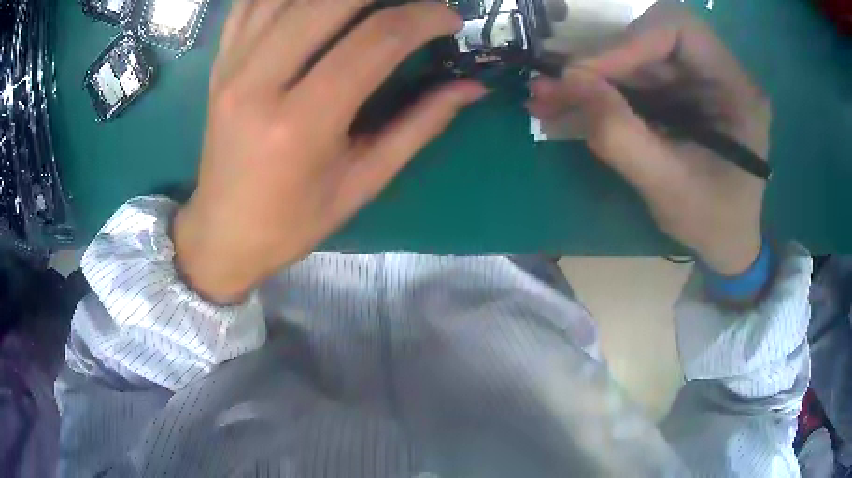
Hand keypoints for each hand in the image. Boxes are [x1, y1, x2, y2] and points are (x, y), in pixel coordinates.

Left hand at [173, 0, 485, 303]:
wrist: (222, 233)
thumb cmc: (292, 222)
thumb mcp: (361, 183)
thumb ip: (418, 125)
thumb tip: (471, 87)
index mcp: (300, 124)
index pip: (375, 41)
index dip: (423, 18)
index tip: (451, 18)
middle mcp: (258, 82)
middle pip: (329, 1)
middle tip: (412, 4)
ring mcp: (231, 67)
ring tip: (368, 4)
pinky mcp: (219, 64)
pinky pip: (249, 3)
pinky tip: (312, 4)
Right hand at [527, 1, 769, 275]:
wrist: (725, 244)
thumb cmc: (712, 222)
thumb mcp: (668, 187)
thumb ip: (621, 135)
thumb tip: (567, 82)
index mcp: (736, 89)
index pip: (680, 29)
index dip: (630, 41)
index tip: (586, 74)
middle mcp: (718, 72)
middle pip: (651, 38)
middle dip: (602, 61)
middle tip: (556, 87)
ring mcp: (696, 80)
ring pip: (635, 57)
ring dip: (591, 77)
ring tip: (548, 99)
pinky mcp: (679, 93)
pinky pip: (633, 79)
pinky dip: (598, 91)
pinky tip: (566, 107)